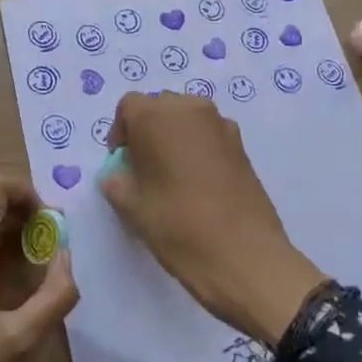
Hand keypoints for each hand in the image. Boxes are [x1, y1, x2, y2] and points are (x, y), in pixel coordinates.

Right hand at [100, 92, 324, 345]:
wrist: (245, 256)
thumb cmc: (179, 227)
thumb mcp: (132, 209)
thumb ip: (116, 183)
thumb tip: (119, 175)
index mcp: (156, 117)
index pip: (128, 106)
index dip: (120, 132)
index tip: (121, 163)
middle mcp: (190, 109)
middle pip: (160, 107)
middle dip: (147, 131)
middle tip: (143, 168)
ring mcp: (222, 125)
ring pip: (187, 118)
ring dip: (174, 137)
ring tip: (171, 176)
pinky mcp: (242, 146)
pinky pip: (210, 135)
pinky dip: (198, 148)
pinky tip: (198, 184)